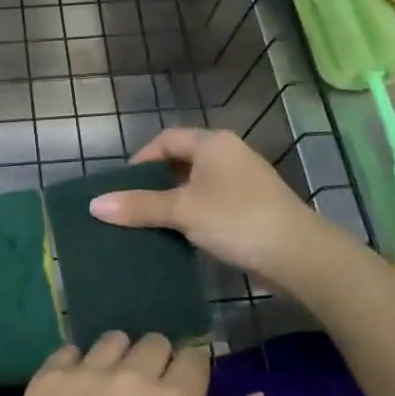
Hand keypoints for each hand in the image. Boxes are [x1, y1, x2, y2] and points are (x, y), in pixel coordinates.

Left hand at [0, 332, 264, 395]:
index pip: (194, 358)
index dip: (193, 374)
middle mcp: (130, 374)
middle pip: (154, 343)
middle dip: (158, 363)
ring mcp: (85, 372)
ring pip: (112, 341)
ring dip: (119, 359)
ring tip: (110, 395)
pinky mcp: (47, 378)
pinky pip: (69, 351)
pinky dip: (77, 366)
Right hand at [89, 128, 327, 282]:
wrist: (300, 255)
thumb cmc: (237, 220)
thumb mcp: (183, 211)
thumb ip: (139, 206)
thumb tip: (94, 205)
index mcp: (212, 143)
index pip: (165, 140)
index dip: (140, 160)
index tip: (123, 188)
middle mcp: (229, 154)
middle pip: (181, 160)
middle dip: (155, 183)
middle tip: (133, 208)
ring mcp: (244, 181)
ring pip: (197, 184)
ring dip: (175, 202)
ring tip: (152, 225)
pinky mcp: (253, 207)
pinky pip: (213, 202)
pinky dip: (194, 214)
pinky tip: (183, 237)